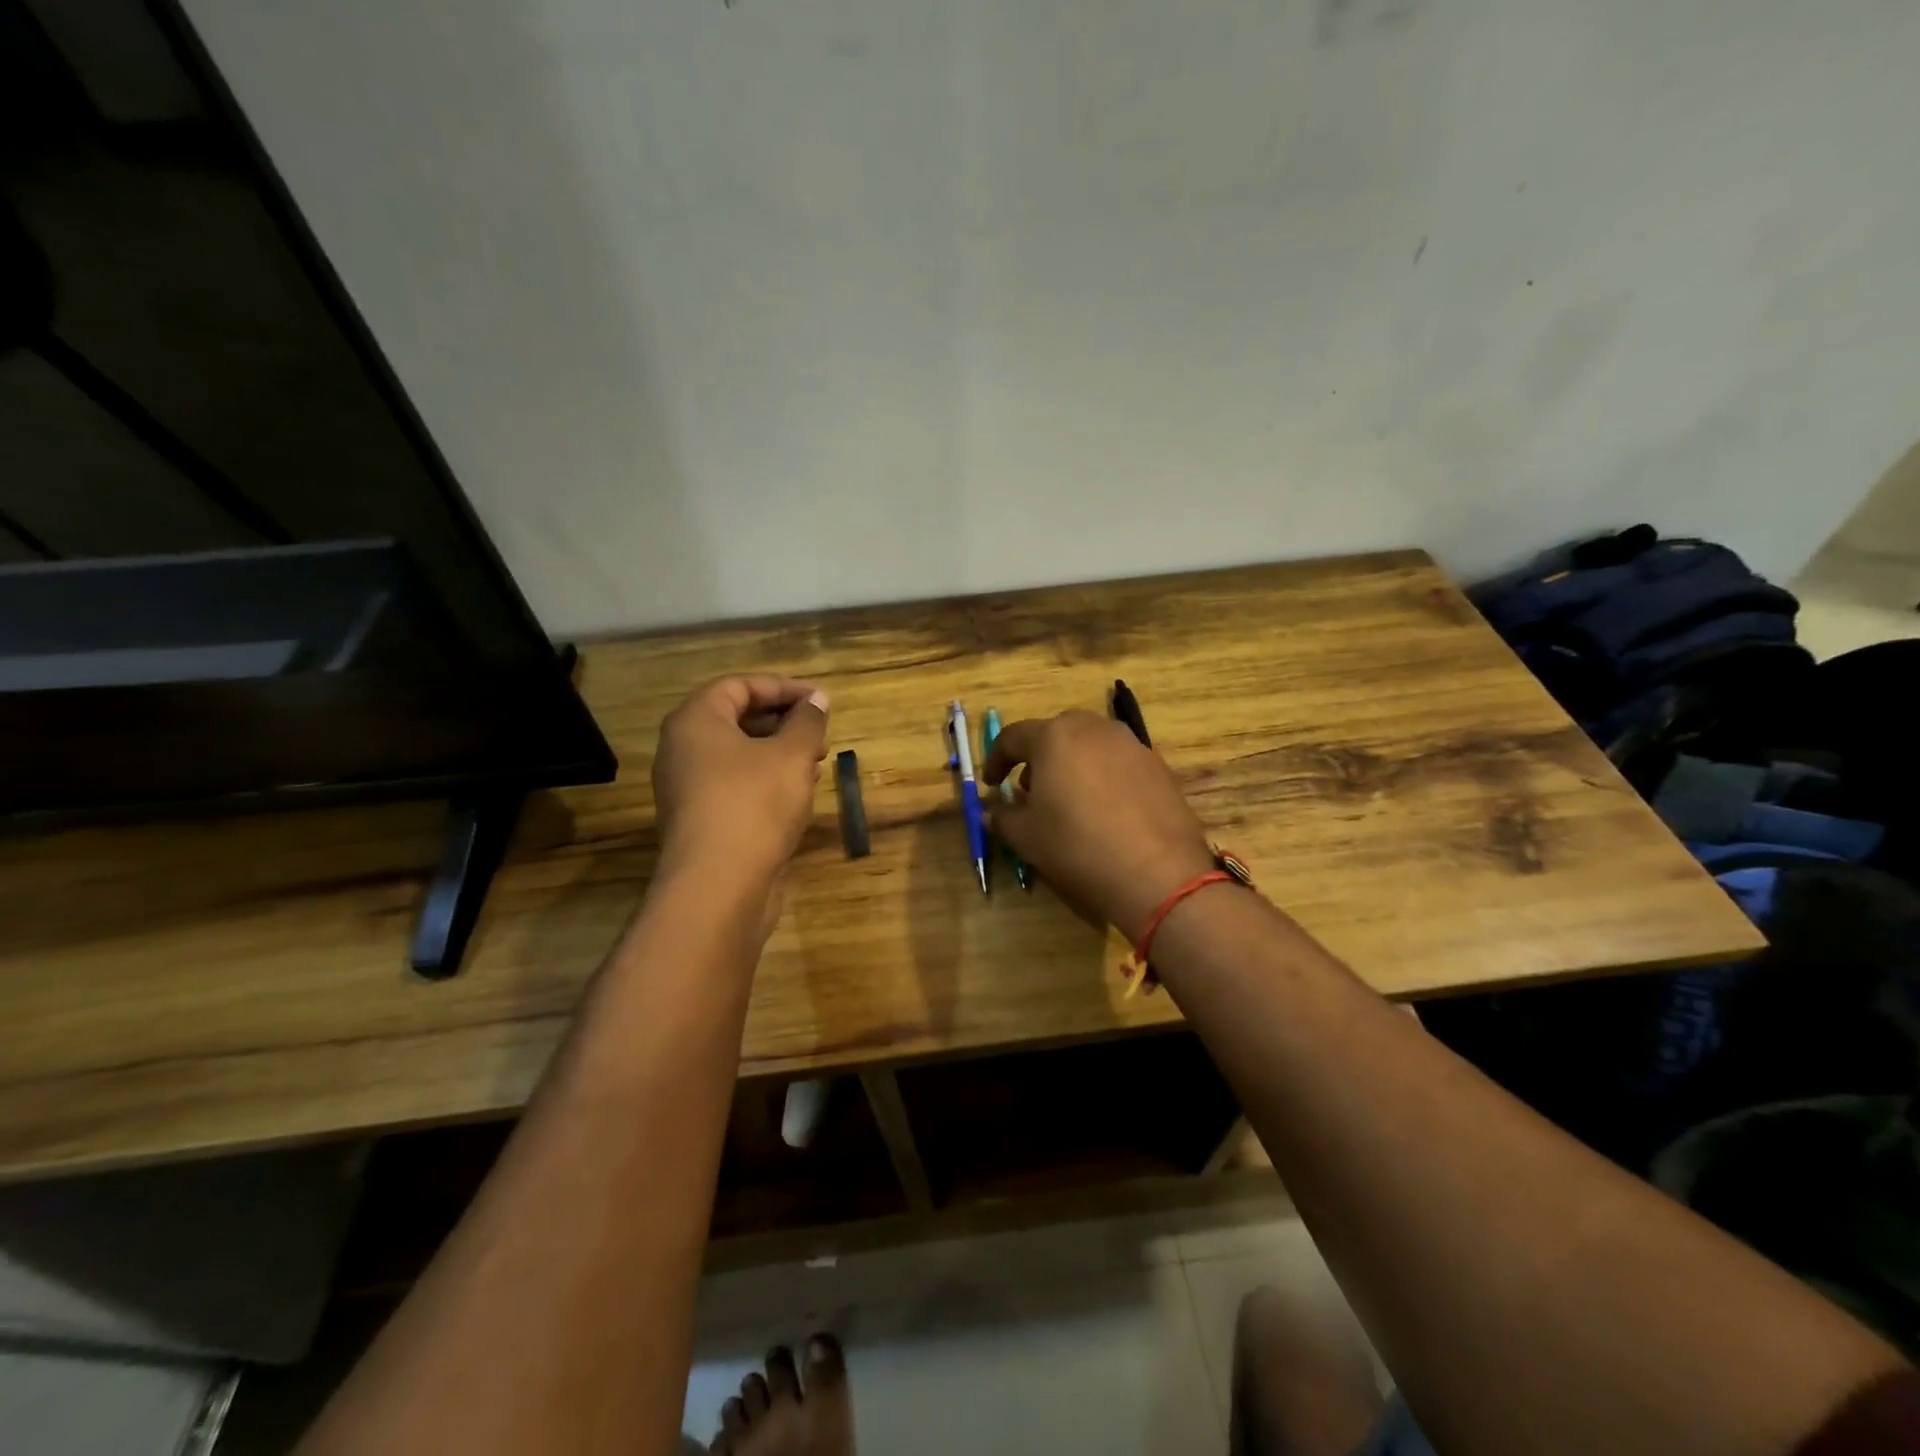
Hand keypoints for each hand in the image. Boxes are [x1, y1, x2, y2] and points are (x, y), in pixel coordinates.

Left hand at [652, 676, 830, 895]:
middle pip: (737, 719)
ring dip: (780, 754)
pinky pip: (736, 786)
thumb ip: (807, 722)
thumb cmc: (754, 804)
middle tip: (821, 735)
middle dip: (784, 722)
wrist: (719, 885)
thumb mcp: (792, 755)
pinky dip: (767, 781)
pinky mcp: (701, 821)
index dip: (783, 688)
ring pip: (739, 756)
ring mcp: (688, 788)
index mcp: (696, 722)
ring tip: (817, 765)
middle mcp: (683, 750)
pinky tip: (799, 795)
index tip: (820, 701)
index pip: (739, 686)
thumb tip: (816, 700)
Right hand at [984, 710, 1215, 943]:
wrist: (1157, 873)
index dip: (996, 760)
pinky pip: (1119, 762)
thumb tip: (994, 812)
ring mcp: (1131, 744)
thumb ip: (1003, 817)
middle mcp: (1094, 729)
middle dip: (1038, 758)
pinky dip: (1103, 777)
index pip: (1012, 737)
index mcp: (1054, 736)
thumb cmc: (1077, 847)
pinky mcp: (1158, 766)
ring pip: (1090, 745)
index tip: (992, 784)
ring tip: (1069, 800)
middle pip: (1056, 733)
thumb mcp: (1026, 837)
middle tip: (1031, 789)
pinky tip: (1105, 811)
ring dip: (1072, 764)